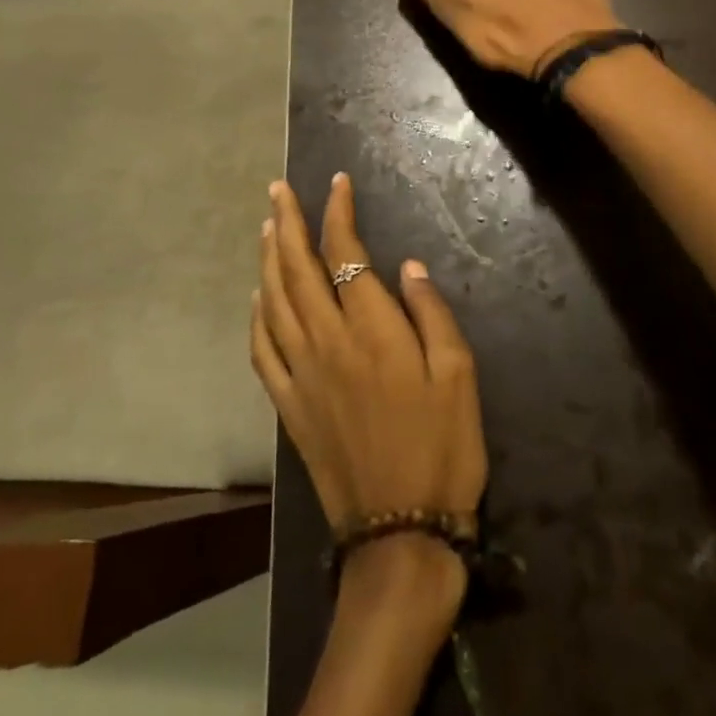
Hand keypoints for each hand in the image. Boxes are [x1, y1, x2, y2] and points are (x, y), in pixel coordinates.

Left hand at [251, 174, 487, 534]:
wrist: (401, 532)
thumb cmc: (443, 449)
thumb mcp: (460, 376)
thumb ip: (432, 314)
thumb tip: (406, 266)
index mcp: (372, 330)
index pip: (345, 253)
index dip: (338, 212)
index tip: (337, 183)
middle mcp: (327, 342)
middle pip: (298, 269)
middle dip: (287, 222)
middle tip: (277, 189)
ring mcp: (301, 375)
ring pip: (274, 302)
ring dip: (267, 259)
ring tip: (266, 227)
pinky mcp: (289, 406)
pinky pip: (261, 351)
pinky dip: (256, 317)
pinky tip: (257, 298)